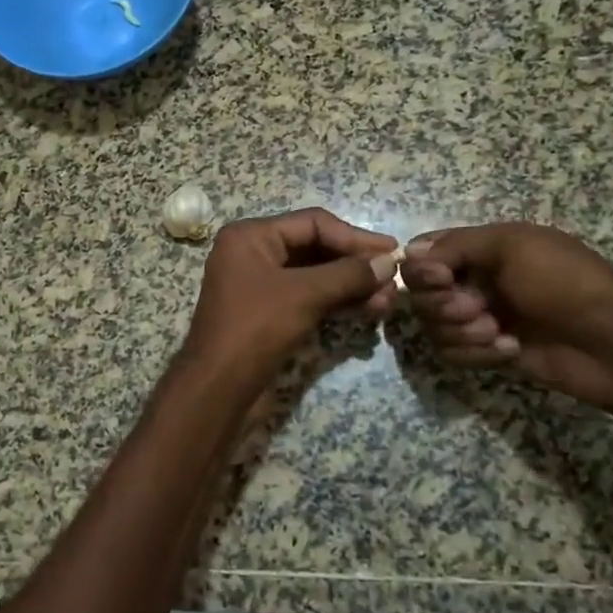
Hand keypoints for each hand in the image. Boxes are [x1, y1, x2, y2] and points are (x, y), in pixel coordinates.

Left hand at [183, 209, 400, 380]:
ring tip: (388, 300)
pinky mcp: (268, 314)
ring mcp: (259, 286)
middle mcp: (253, 254)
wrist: (218, 388)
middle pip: (315, 248)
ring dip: (351, 286)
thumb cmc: (255, 328)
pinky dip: (337, 302)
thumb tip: (389, 261)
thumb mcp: (304, 295)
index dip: (354, 237)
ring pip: (315, 276)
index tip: (392, 252)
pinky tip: (368, 310)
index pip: (312, 223)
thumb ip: (348, 275)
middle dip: (355, 265)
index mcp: (250, 236)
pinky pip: (308, 298)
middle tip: (394, 280)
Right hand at [402, 222, 612, 413]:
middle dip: (442, 304)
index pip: (423, 254)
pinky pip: (452, 353)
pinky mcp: (486, 352)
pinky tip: (511, 349)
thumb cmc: (564, 282)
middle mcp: (473, 281)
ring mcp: (478, 318)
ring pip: (433, 326)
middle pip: (421, 294)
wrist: (611, 342)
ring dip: (462, 331)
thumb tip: (407, 254)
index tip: (441, 278)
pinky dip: (477, 353)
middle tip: (476, 308)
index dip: (421, 269)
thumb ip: (455, 246)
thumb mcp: (512, 245)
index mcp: (481, 248)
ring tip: (498, 332)